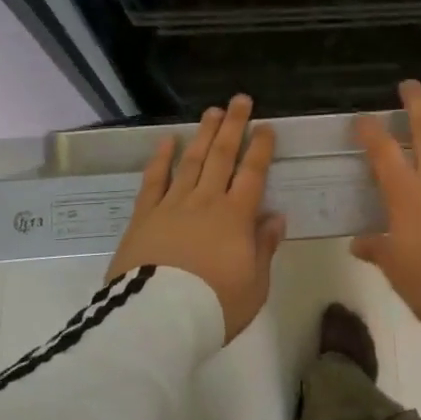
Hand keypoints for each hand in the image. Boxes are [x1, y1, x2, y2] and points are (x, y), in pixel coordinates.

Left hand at [105, 95, 284, 341]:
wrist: (159, 320)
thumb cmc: (215, 306)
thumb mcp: (255, 285)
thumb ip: (264, 247)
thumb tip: (275, 217)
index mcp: (236, 217)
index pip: (252, 173)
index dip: (260, 148)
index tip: (265, 126)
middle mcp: (206, 201)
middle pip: (222, 156)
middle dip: (233, 126)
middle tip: (239, 100)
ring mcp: (173, 204)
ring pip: (192, 161)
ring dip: (203, 134)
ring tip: (211, 111)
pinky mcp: (145, 215)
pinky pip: (154, 180)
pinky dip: (161, 158)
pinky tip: (167, 141)